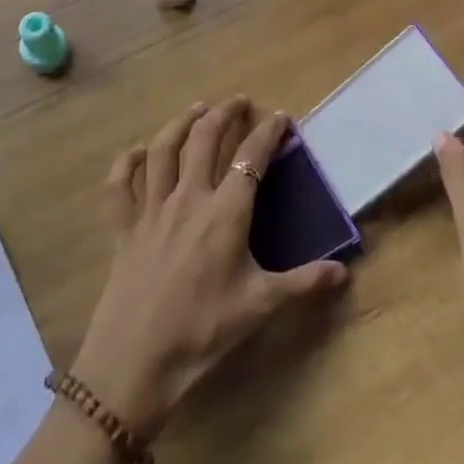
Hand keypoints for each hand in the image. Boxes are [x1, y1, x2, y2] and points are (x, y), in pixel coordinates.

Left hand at [72, 98, 347, 436]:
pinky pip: (120, 186)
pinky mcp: (124, 229)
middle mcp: (188, 198)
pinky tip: (136, 153)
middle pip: (204, 140)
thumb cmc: (203, 331)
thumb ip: (303, 283)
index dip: (268, 133)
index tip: (281, 117)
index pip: (251, 158)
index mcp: (225, 213)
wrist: (136, 362)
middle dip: (223, 114)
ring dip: (180, 123)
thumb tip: (344, 271)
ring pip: (163, 151)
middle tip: (237, 102)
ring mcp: (152, 210)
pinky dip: (126, 163)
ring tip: (196, 109)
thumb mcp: (260, 307)